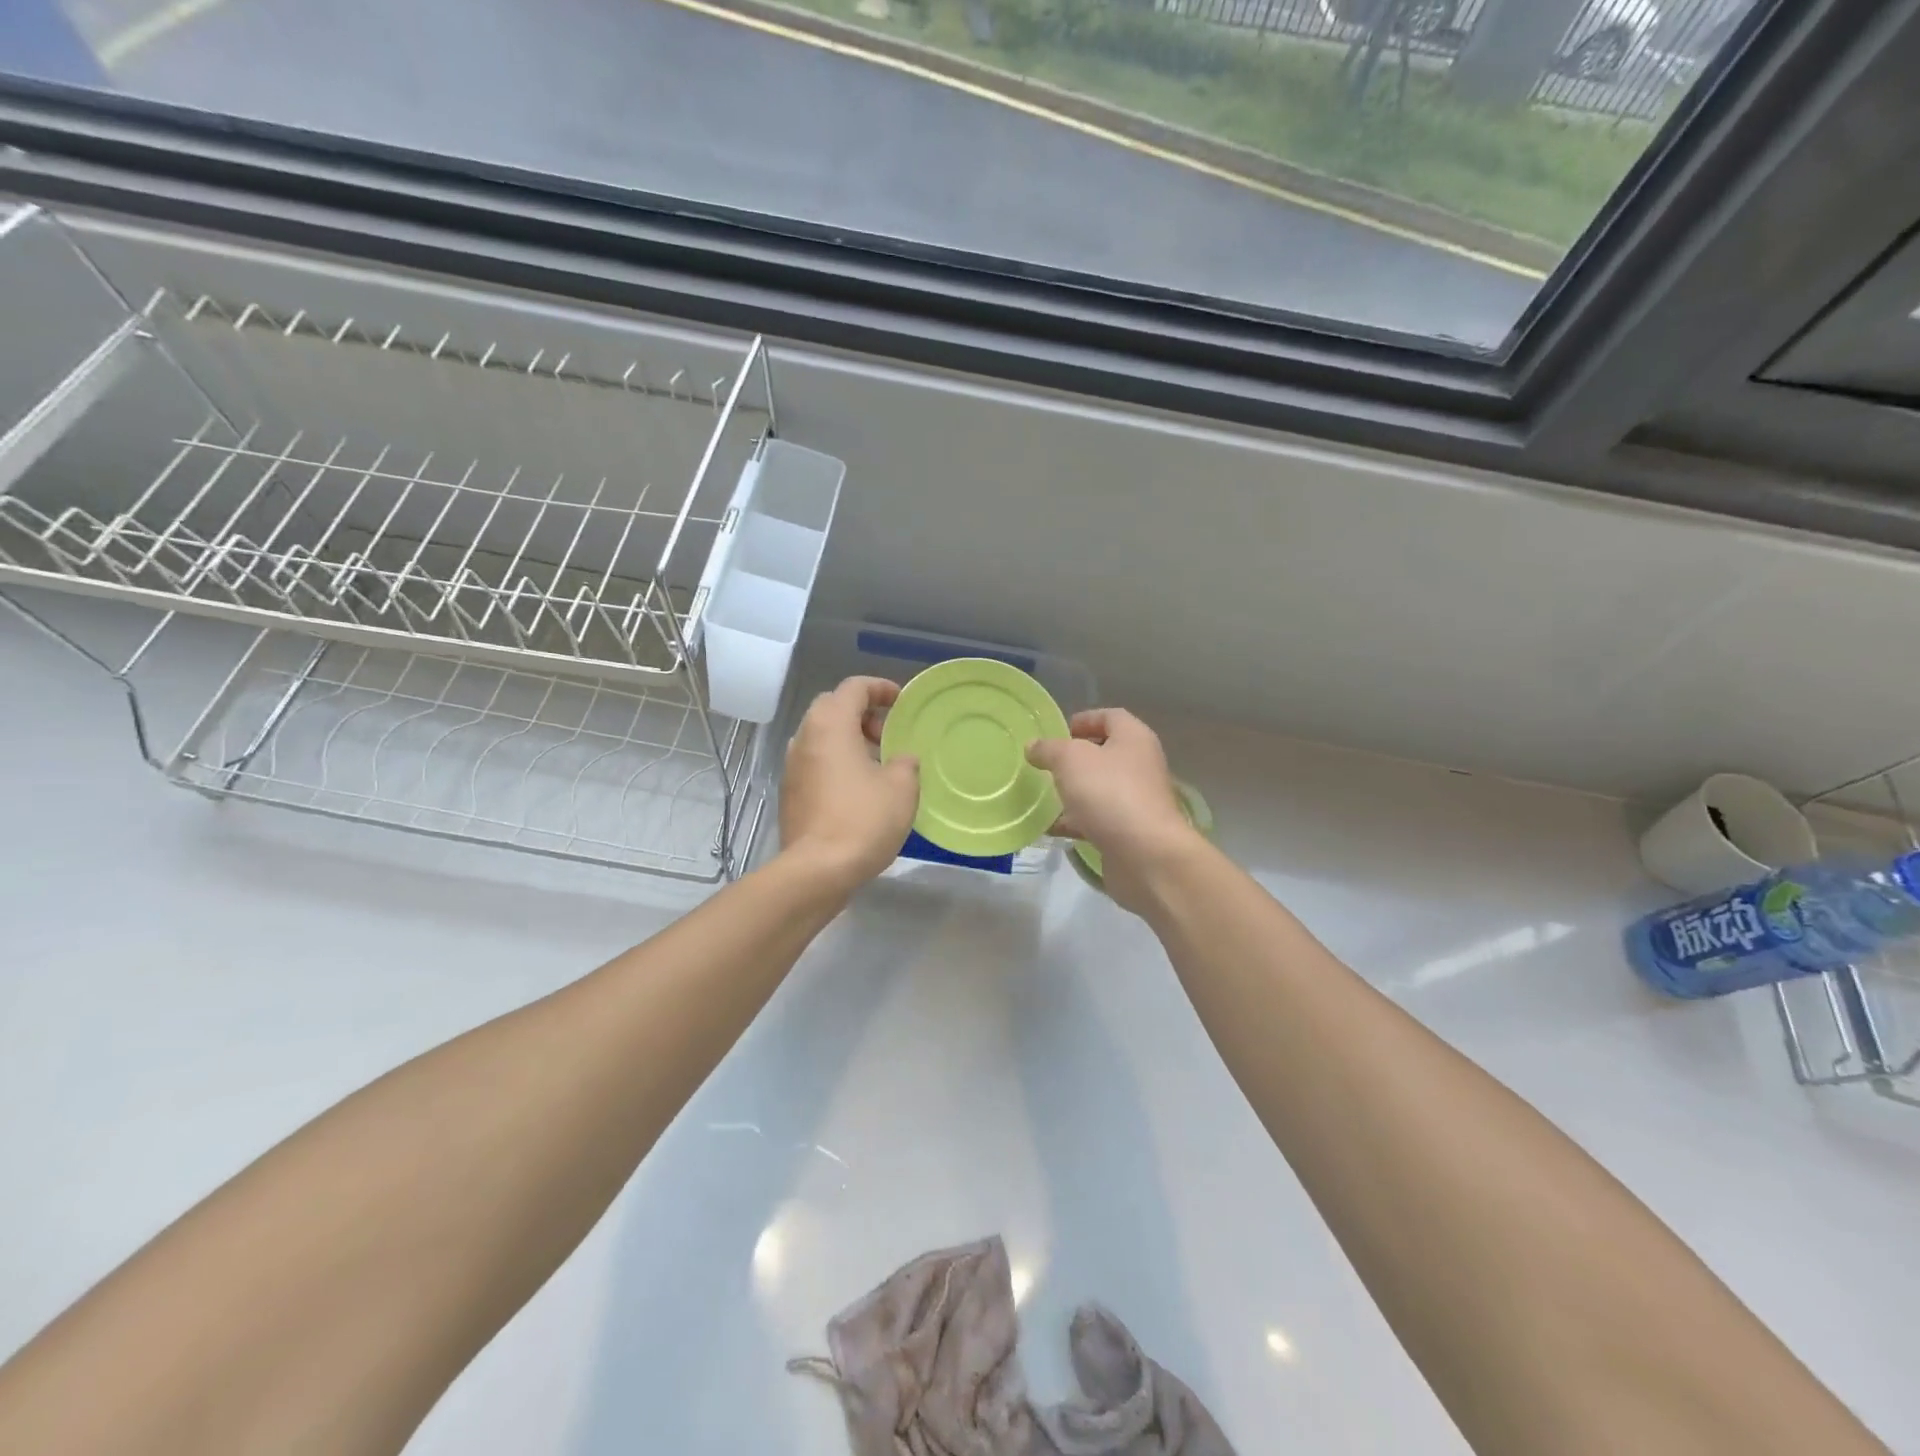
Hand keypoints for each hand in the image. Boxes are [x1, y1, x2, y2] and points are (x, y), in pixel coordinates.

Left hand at [779, 677, 919, 892]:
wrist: (817, 870)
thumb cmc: (863, 820)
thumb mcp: (901, 787)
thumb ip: (905, 763)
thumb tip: (900, 760)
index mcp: (831, 725)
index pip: (854, 687)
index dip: (880, 688)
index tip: (901, 702)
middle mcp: (805, 737)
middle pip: (832, 707)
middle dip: (862, 713)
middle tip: (887, 735)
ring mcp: (792, 765)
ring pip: (821, 736)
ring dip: (848, 739)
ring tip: (876, 763)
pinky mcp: (789, 792)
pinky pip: (815, 762)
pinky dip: (836, 762)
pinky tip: (857, 789)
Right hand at [1027, 709, 1198, 911]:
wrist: (1145, 856)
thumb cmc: (1110, 793)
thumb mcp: (1070, 760)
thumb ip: (1049, 749)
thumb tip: (1034, 747)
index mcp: (1134, 739)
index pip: (1110, 717)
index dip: (1084, 720)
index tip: (1057, 732)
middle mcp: (1140, 766)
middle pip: (1105, 754)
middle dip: (1074, 759)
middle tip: (1045, 764)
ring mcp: (1137, 801)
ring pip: (1099, 789)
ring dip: (1072, 792)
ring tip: (1041, 795)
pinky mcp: (1129, 832)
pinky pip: (1097, 819)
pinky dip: (1075, 822)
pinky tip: (1049, 828)